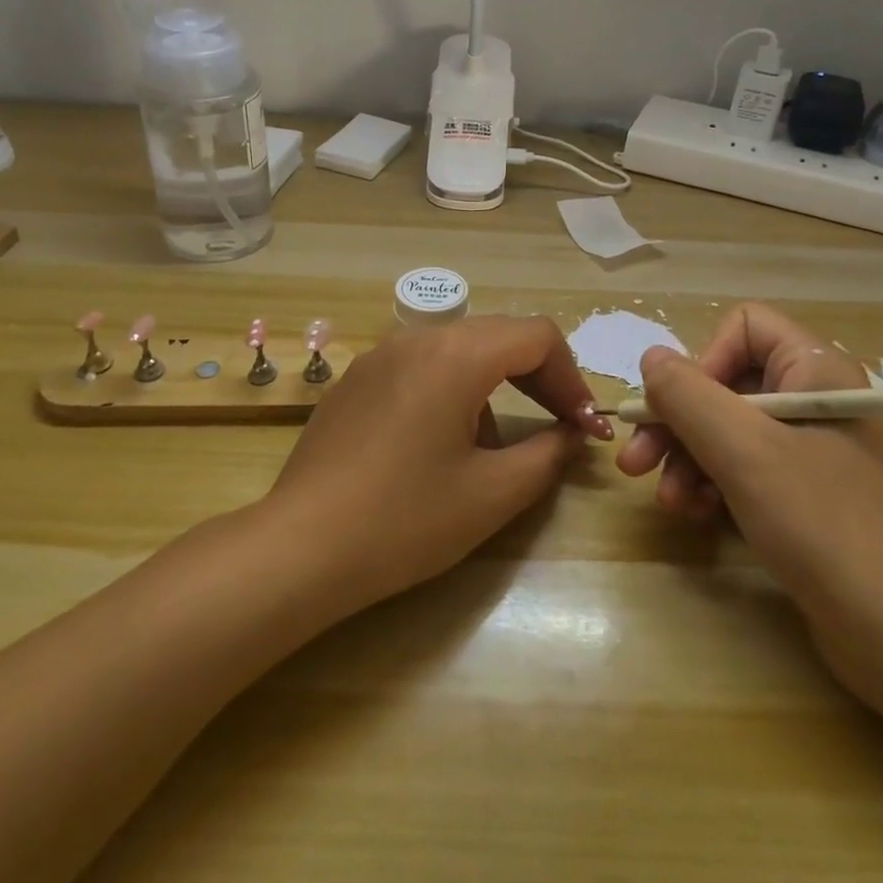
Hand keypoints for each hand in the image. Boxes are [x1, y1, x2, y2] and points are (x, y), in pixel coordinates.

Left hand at [264, 316, 610, 611]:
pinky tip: (435, 442)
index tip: (582, 424)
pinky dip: (450, 387)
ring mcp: (378, 355)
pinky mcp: (354, 379)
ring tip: (490, 444)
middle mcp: (416, 339)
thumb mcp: (493, 494)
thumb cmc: (406, 521)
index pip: (536, 336)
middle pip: (498, 335)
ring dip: (493, 382)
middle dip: (537, 376)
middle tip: (558, 424)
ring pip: (458, 348)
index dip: (571, 376)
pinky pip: (419, 365)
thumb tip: (571, 433)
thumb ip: (548, 454)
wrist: (301, 548)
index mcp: (455, 355)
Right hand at [616, 303, 882, 711]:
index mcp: (815, 370)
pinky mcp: (804, 495)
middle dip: (677, 422)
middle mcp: (813, 400)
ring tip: (669, 503)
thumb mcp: (744, 452)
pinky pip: (743, 469)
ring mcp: (810, 450)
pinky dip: (712, 485)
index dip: (703, 360)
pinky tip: (696, 515)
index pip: (744, 328)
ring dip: (687, 460)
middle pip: (725, 383)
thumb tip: (651, 358)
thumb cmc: (823, 525)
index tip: (679, 408)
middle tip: (636, 462)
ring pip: (727, 430)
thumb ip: (688, 396)